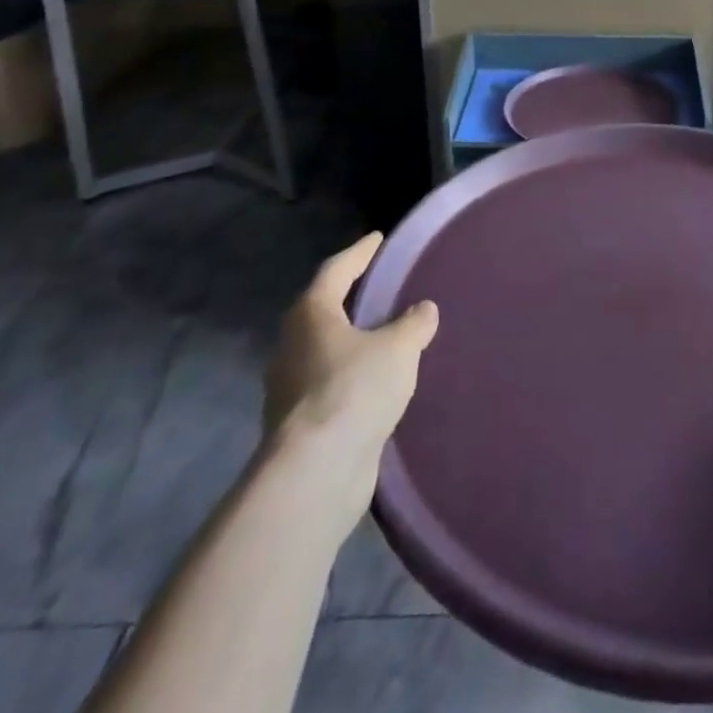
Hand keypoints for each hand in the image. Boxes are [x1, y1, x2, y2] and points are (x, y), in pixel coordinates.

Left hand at [263, 232, 438, 479]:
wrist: (315, 474)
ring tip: (384, 337)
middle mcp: (292, 346)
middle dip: (349, 299)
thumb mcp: (398, 349)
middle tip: (380, 287)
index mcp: (311, 315)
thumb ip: (413, 324)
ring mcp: (289, 388)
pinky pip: (330, 386)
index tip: (377, 239)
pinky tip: (376, 384)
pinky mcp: (298, 425)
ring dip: (351, 342)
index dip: (359, 253)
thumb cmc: (354, 390)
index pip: (336, 270)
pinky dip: (351, 377)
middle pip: (322, 311)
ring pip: (324, 351)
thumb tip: (423, 310)